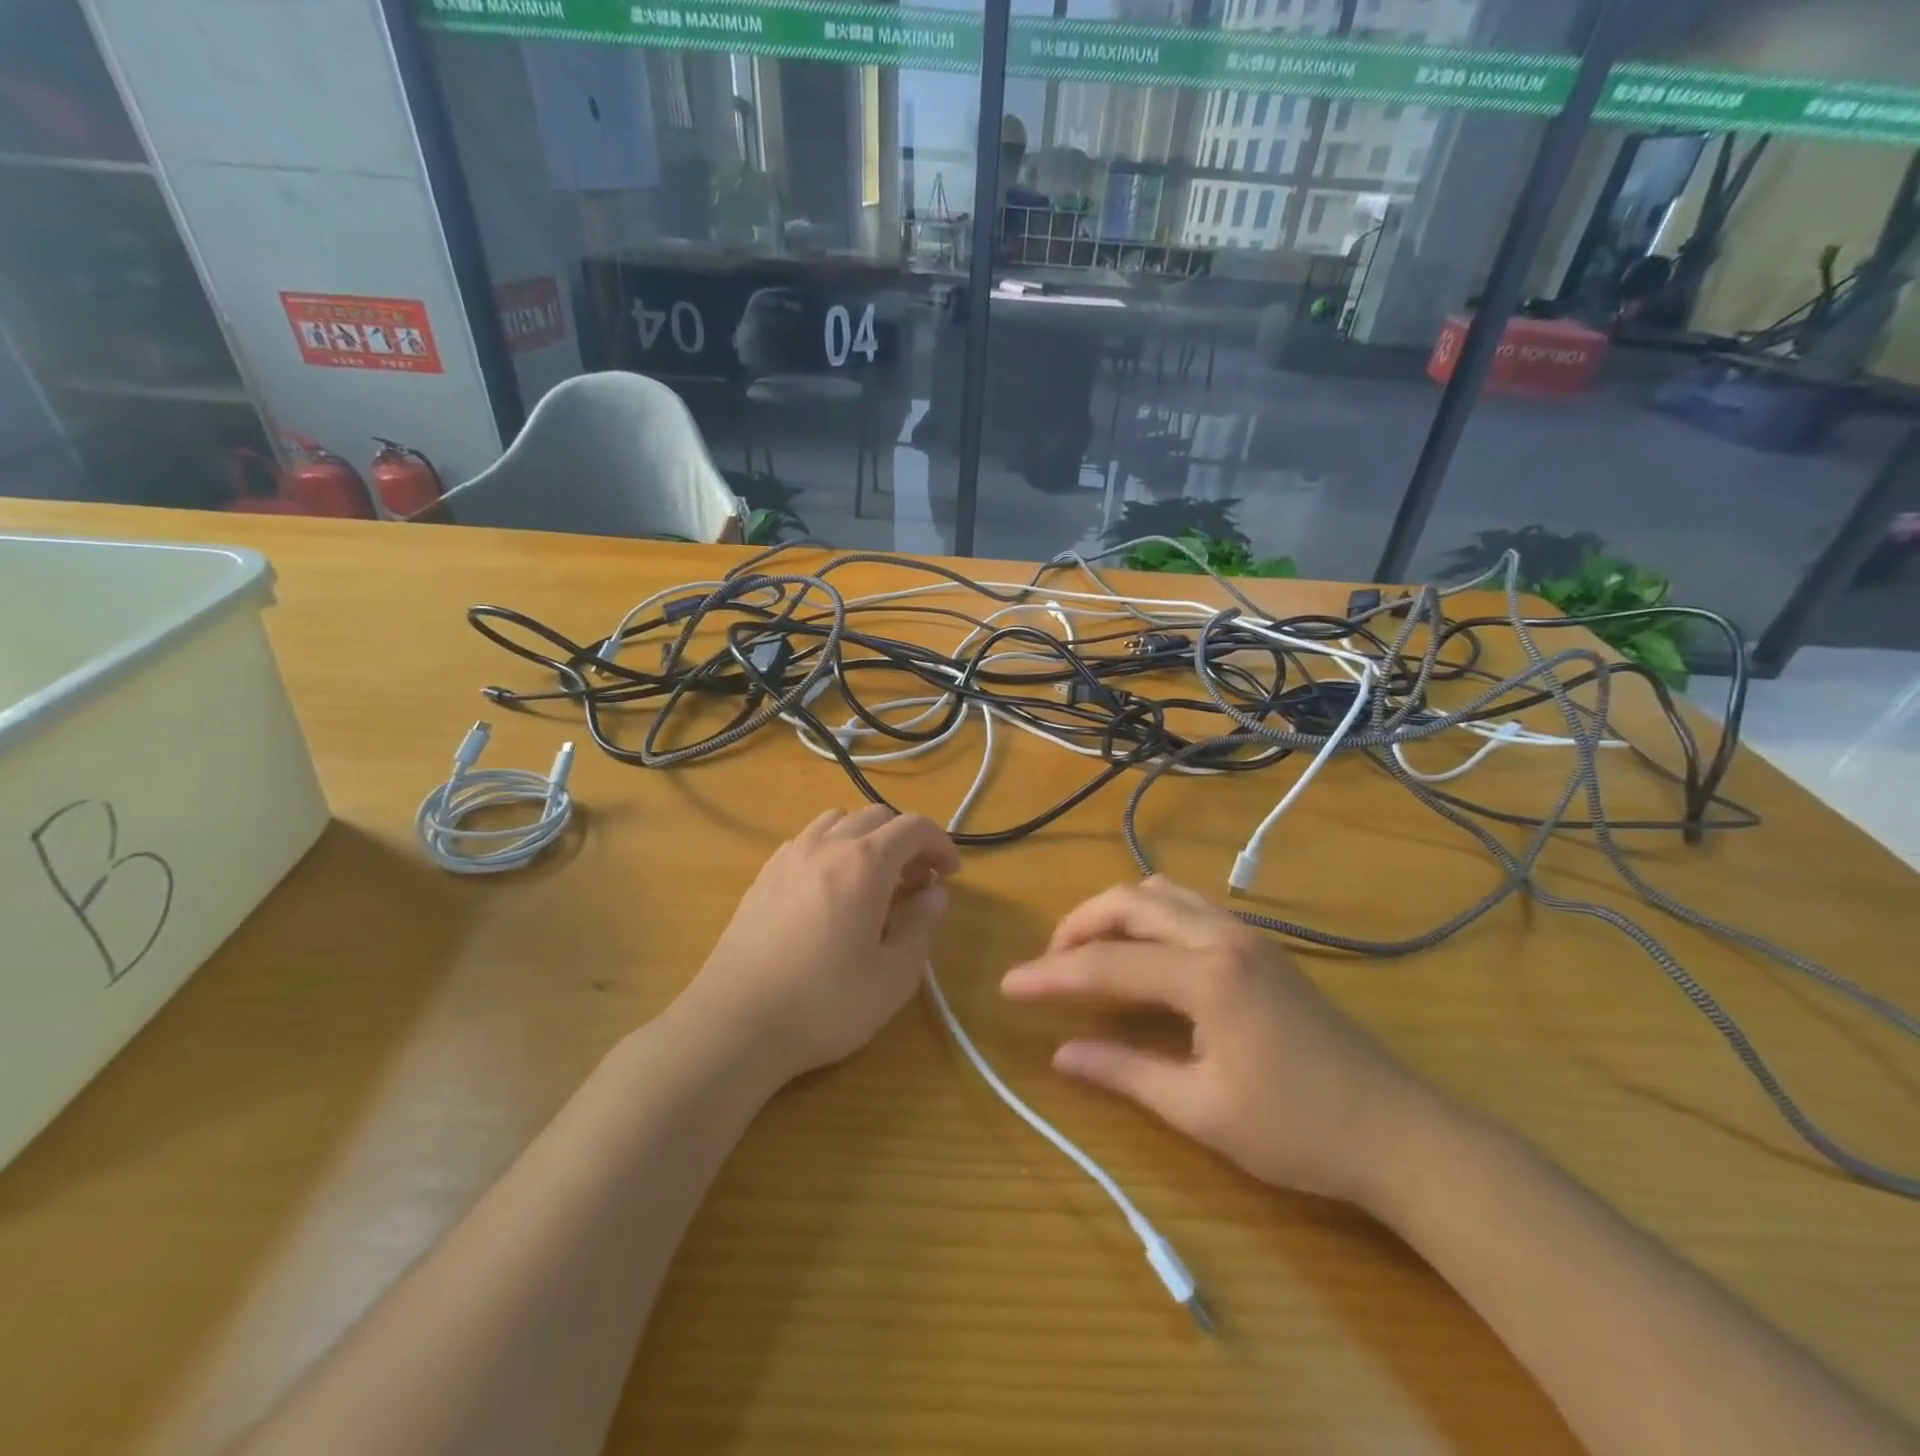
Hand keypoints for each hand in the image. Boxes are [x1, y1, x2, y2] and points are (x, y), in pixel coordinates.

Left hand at [680, 806, 959, 1087]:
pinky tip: (832, 889)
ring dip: (867, 838)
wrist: (735, 1024)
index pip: (913, 827)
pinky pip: (807, 841)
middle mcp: (825, 846)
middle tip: (918, 880)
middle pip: (876, 816)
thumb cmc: (825, 1004)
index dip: (940, 844)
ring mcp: (788, 857)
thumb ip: (921, 926)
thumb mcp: (893, 976)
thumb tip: (934, 894)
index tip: (950, 874)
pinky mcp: (763, 876)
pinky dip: (833, 848)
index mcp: (864, 863)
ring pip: (837, 821)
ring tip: (875, 879)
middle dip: (906, 839)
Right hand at [1001, 877, 1438, 1207]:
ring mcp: (1245, 935)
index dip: (1052, 975)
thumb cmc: (1298, 1130)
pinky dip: (1149, 916)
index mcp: (1206, 974)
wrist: (1399, 1134)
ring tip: (1090, 953)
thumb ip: (1124, 1072)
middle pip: (1130, 903)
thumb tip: (1061, 1053)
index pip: (1107, 964)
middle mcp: (1221, 936)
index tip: (1009, 985)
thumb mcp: (1201, 1111)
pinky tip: (1143, 955)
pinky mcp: (1259, 946)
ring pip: (1161, 893)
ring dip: (1116, 914)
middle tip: (1049, 964)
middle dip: (1079, 925)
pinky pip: (1188, 906)